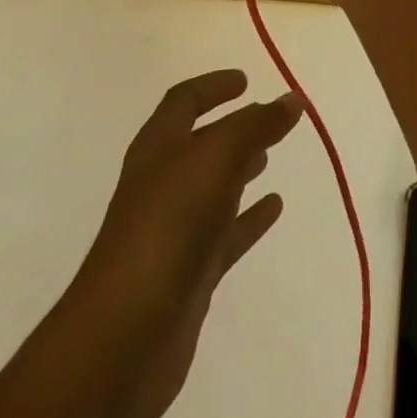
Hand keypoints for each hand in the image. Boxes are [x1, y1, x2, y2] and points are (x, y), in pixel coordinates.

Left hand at [0, 69, 302, 417]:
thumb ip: (256, 125)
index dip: (213, 87)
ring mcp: (173, 231)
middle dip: (232, 129)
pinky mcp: (189, 274)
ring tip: (270, 157)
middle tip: (268, 120)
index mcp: (158, 148)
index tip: (246, 80)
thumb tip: (292, 99)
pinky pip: (225, 234)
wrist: (124, 337)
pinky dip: (249, 217)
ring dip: (240, 170)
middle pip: (199, 145)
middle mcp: (162, 184)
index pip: (183, 102)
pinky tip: (275, 207)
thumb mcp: (217, 158)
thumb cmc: (167, 224)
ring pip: (213, 189)